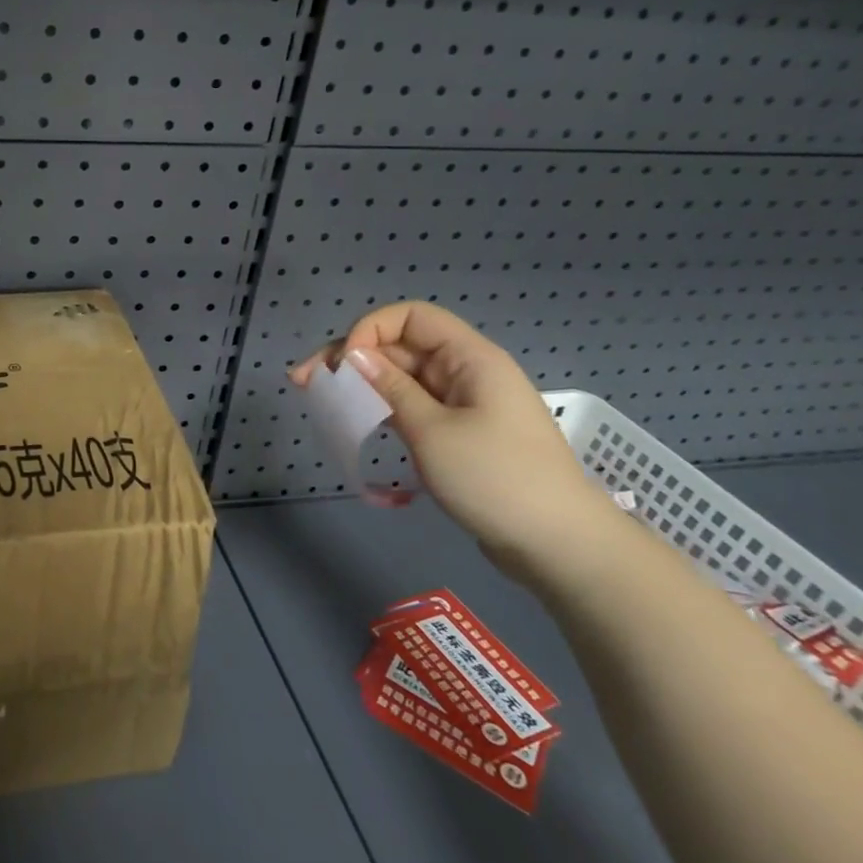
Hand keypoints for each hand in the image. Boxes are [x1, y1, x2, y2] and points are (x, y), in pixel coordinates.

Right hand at [290, 301, 621, 583]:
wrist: (558, 546)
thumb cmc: (496, 478)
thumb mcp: (433, 430)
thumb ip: (390, 388)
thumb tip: (352, 354)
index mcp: (470, 358)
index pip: (411, 317)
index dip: (370, 329)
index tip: (343, 363)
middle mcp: (465, 373)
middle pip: (400, 348)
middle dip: (351, 359)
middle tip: (304, 382)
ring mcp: (461, 405)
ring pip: (401, 380)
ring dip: (360, 386)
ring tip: (319, 401)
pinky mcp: (456, 434)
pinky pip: (411, 408)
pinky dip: (380, 410)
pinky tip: (353, 423)